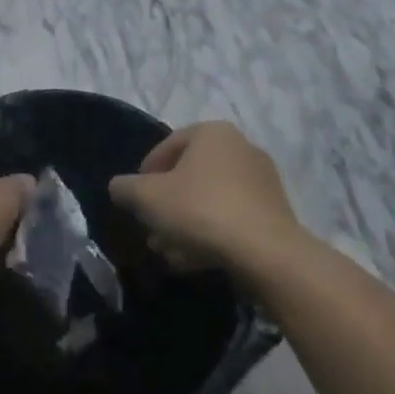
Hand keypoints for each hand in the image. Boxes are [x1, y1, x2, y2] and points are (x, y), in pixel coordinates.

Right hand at [108, 122, 304, 278]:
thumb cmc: (200, 210)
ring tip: (168, 252)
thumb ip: (125, 188)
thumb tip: (119, 188)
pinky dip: (210, 234)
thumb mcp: (146, 197)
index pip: (167, 147)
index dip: (144, 175)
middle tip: (151, 230)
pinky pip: (232, 218)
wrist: (266, 253)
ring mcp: (262, 181)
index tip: (136, 201)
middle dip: (166, 205)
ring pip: (210, 200)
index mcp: (212, 133)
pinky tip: (193, 260)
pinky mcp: (275, 213)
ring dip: (185, 224)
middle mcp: (240, 148)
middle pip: (189, 176)